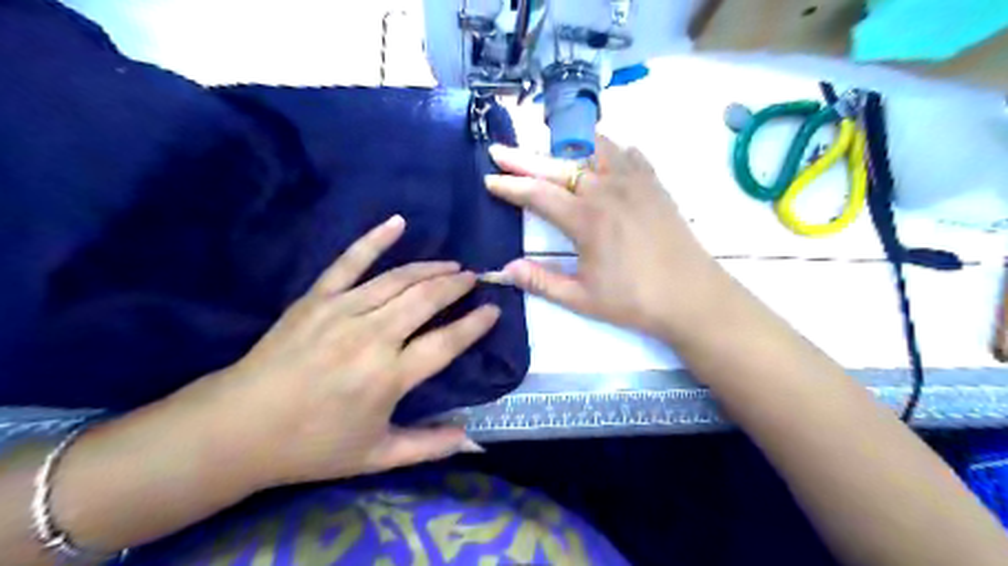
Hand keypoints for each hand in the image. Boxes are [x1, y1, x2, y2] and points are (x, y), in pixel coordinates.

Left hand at [199, 214, 494, 487]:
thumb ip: (428, 446)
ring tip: (452, 264)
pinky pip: (350, 261)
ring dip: (431, 268)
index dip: (474, 325)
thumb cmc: (312, 445)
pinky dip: (375, 240)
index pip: (446, 342)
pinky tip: (398, 222)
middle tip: (473, 279)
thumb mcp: (376, 456)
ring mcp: (343, 311)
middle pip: (426, 300)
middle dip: (456, 286)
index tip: (493, 310)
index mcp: (389, 376)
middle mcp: (373, 337)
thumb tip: (472, 442)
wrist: (238, 427)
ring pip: (399, 279)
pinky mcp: (317, 298)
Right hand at [485, 136, 729, 339]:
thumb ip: (541, 282)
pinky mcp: (654, 184)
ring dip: (565, 145)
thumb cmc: (634, 301)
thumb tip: (505, 269)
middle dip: (524, 158)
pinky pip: (627, 153)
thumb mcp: (582, 298)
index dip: (510, 186)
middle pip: (557, 166)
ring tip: (547, 144)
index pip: (537, 194)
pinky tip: (600, 153)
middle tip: (499, 150)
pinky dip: (607, 147)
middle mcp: (607, 190)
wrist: (693, 296)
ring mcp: (634, 182)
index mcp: (586, 219)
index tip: (489, 178)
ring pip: (593, 148)